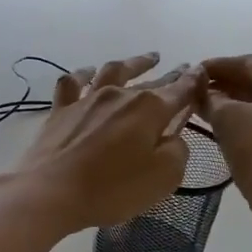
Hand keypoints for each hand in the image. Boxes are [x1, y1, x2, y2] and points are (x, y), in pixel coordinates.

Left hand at [2, 53, 203, 234]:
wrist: (50, 192)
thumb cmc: (112, 188)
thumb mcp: (163, 177)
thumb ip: (177, 151)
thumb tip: (174, 135)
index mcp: (150, 109)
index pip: (180, 90)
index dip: (193, 82)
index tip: (202, 73)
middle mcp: (120, 95)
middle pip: (150, 81)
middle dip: (169, 75)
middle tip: (182, 68)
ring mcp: (87, 99)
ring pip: (113, 71)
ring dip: (134, 63)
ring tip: (147, 59)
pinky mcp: (61, 110)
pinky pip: (73, 82)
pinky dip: (84, 74)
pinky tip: (88, 72)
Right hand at [199, 54, 251, 222]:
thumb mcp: (228, 121)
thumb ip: (212, 98)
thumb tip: (202, 90)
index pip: (247, 63)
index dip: (215, 68)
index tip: (190, 73)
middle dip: (227, 85)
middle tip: (196, 92)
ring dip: (240, 101)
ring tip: (208, 108)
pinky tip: (232, 125)